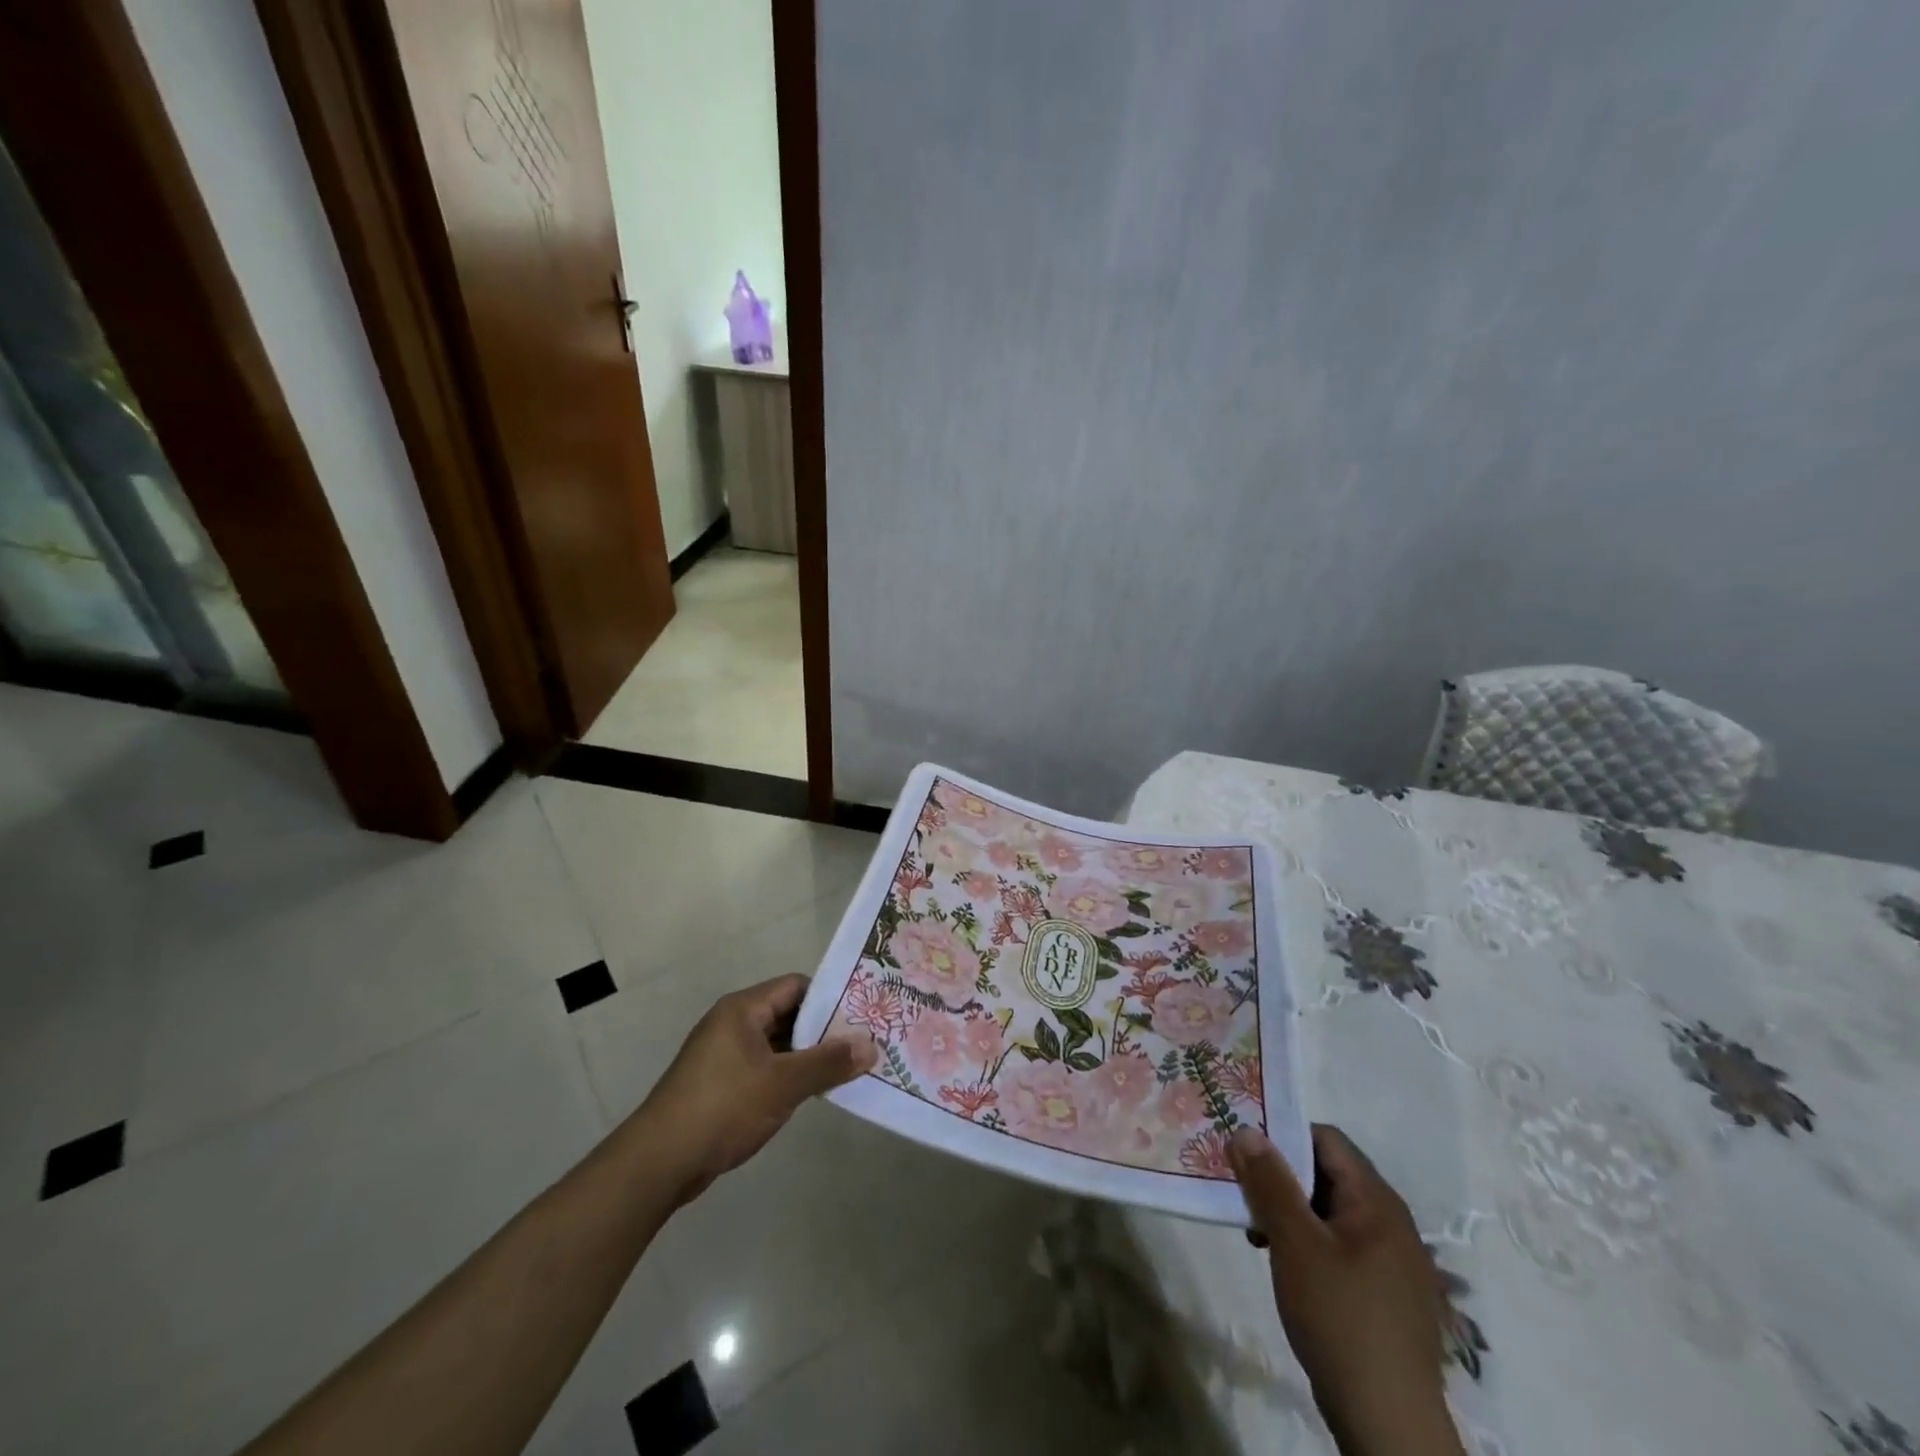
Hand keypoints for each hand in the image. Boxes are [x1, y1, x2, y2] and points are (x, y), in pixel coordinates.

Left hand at [633, 975, 876, 1202]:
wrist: (658, 1163)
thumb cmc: (723, 1108)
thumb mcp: (783, 1085)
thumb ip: (828, 1063)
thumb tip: (871, 1046)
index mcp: (743, 1009)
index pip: (796, 986)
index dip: (829, 998)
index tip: (862, 1015)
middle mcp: (732, 1023)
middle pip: (787, 1014)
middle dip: (823, 1030)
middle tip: (862, 1043)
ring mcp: (723, 1055)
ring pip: (776, 1044)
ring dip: (806, 1055)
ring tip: (846, 1068)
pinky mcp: (719, 1084)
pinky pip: (763, 1067)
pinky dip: (787, 1075)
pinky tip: (811, 1092)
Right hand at [1230, 1125, 1464, 1455]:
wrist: (1389, 1425)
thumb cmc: (1341, 1317)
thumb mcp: (1294, 1243)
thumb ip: (1269, 1182)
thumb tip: (1245, 1130)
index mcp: (1377, 1201)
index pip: (1326, 1139)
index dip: (1283, 1135)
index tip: (1244, 1149)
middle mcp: (1391, 1222)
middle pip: (1327, 1174)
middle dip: (1281, 1177)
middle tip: (1242, 1192)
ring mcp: (1391, 1261)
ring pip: (1329, 1211)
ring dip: (1290, 1212)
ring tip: (1256, 1233)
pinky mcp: (1383, 1294)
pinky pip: (1339, 1245)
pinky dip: (1307, 1242)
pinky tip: (1283, 1264)